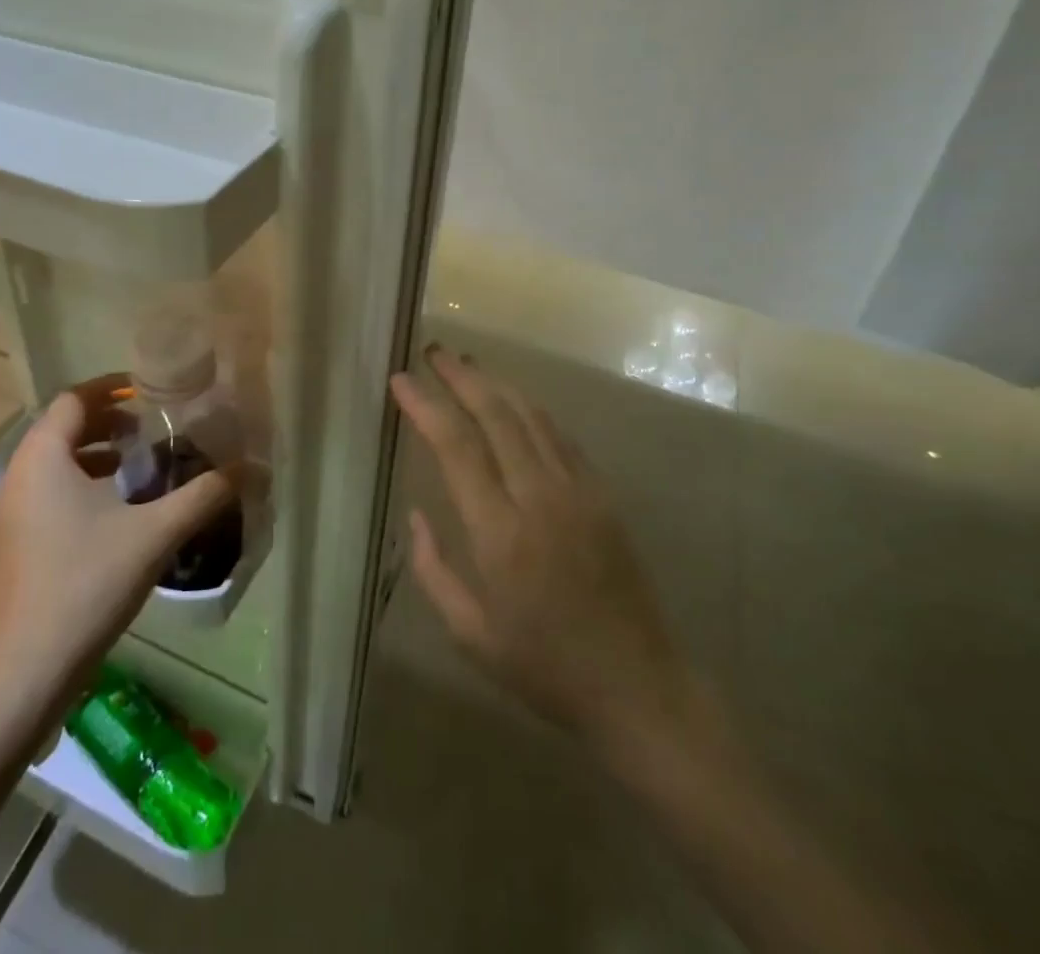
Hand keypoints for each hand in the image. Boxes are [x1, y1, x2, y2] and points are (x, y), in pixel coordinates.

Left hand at [0, 374, 239, 694]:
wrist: (25, 673)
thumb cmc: (87, 584)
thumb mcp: (155, 533)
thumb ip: (203, 495)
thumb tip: (250, 468)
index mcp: (43, 459)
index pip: (74, 400)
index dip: (111, 388)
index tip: (148, 392)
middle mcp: (17, 478)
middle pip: (62, 429)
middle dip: (107, 424)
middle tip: (151, 430)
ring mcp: (8, 516)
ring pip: (52, 465)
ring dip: (93, 457)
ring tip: (137, 468)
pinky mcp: (10, 548)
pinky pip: (45, 496)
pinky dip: (78, 487)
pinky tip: (114, 515)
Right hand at [392, 346, 715, 761]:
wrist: (638, 686)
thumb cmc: (544, 667)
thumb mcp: (470, 634)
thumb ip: (433, 570)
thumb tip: (414, 514)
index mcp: (499, 533)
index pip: (456, 446)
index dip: (426, 405)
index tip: (400, 380)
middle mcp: (539, 497)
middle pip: (495, 414)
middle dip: (460, 376)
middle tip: (433, 352)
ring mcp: (577, 490)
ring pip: (530, 415)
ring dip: (495, 383)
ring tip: (466, 364)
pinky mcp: (602, 494)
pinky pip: (560, 435)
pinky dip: (530, 409)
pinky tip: (513, 401)